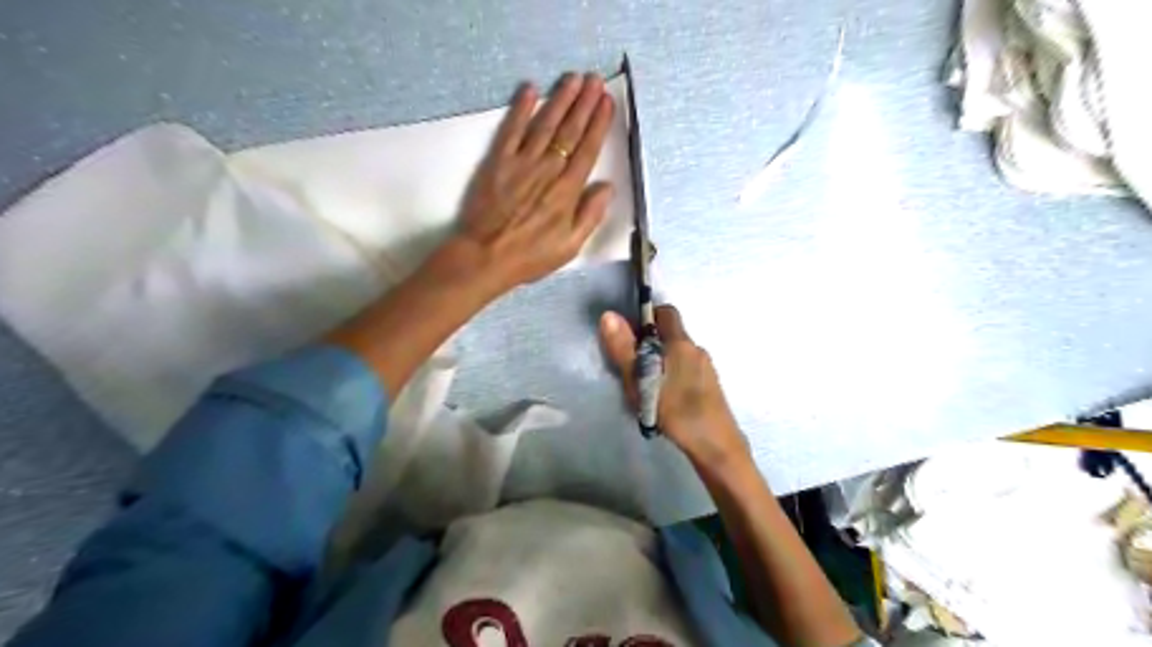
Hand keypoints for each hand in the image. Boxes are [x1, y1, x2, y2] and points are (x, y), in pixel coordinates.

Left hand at [450, 72, 616, 296]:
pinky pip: (511, 130)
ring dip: (560, 99)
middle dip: (584, 103)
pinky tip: (530, 89)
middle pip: (569, 131)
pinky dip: (520, 109)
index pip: (587, 149)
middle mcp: (547, 169)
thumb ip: (590, 215)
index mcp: (567, 191)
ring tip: (572, 78)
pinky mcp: (497, 161)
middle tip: (594, 79)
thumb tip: (607, 186)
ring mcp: (521, 162)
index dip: (598, 123)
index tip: (606, 102)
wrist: (485, 256)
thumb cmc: (530, 256)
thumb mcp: (570, 246)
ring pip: (545, 124)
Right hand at [599, 306, 751, 472]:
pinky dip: (673, 375)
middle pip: (671, 334)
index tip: (630, 336)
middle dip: (650, 344)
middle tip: (632, 366)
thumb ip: (624, 348)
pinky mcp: (710, 385)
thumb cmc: (674, 409)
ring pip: (678, 354)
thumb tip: (609, 315)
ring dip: (661, 362)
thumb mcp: (640, 380)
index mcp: (680, 342)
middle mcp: (696, 349)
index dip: (646, 317)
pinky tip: (666, 399)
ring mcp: (707, 367)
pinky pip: (686, 369)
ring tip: (647, 386)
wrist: (715, 444)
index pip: (665, 312)